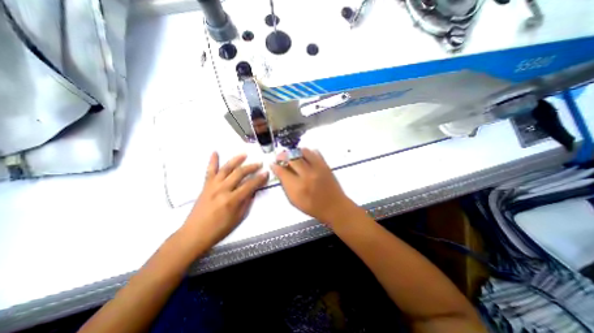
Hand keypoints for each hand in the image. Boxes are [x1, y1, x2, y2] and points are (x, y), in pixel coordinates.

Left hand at [183, 152, 269, 246]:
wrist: (194, 234)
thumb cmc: (219, 229)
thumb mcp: (238, 218)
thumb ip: (246, 202)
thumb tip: (253, 190)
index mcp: (232, 200)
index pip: (250, 185)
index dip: (260, 178)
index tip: (266, 173)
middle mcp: (222, 189)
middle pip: (239, 173)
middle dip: (251, 167)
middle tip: (259, 163)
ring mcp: (213, 186)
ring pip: (226, 168)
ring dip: (236, 160)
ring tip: (244, 154)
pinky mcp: (205, 186)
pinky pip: (209, 171)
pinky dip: (212, 161)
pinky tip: (215, 152)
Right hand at [271, 148, 356, 224]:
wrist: (334, 207)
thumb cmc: (313, 207)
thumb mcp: (294, 201)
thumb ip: (285, 185)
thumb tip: (280, 172)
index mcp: (297, 187)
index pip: (282, 171)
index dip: (275, 166)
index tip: (273, 164)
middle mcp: (307, 175)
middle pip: (291, 157)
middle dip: (282, 155)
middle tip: (280, 157)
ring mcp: (317, 168)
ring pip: (303, 151)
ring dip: (294, 152)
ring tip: (292, 156)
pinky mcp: (325, 165)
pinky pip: (315, 152)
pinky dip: (307, 152)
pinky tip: (304, 157)